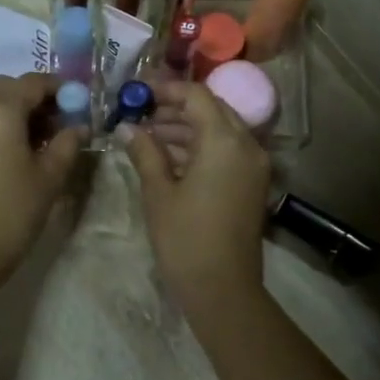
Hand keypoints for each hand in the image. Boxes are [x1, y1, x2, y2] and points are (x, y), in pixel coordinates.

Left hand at [0, 74, 83, 282]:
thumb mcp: (49, 177)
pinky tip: (13, 148)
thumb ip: (67, 143)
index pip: (33, 83)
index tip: (79, 102)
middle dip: (35, 97)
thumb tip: (80, 126)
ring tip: (39, 137)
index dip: (60, 88)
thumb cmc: (11, 212)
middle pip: (7, 87)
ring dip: (14, 109)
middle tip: (60, 120)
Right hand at [119, 79, 272, 304]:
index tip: (136, 92)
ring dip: (186, 128)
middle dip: (175, 107)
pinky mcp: (252, 183)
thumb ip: (144, 152)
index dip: (165, 89)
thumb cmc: (185, 239)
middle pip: (211, 109)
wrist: (223, 289)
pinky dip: (200, 147)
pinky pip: (226, 150)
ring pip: (219, 130)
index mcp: (224, 141)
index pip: (196, 96)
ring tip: (146, 136)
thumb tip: (126, 127)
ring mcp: (254, 165)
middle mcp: (247, 145)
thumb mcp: (158, 192)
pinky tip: (168, 157)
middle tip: (140, 113)